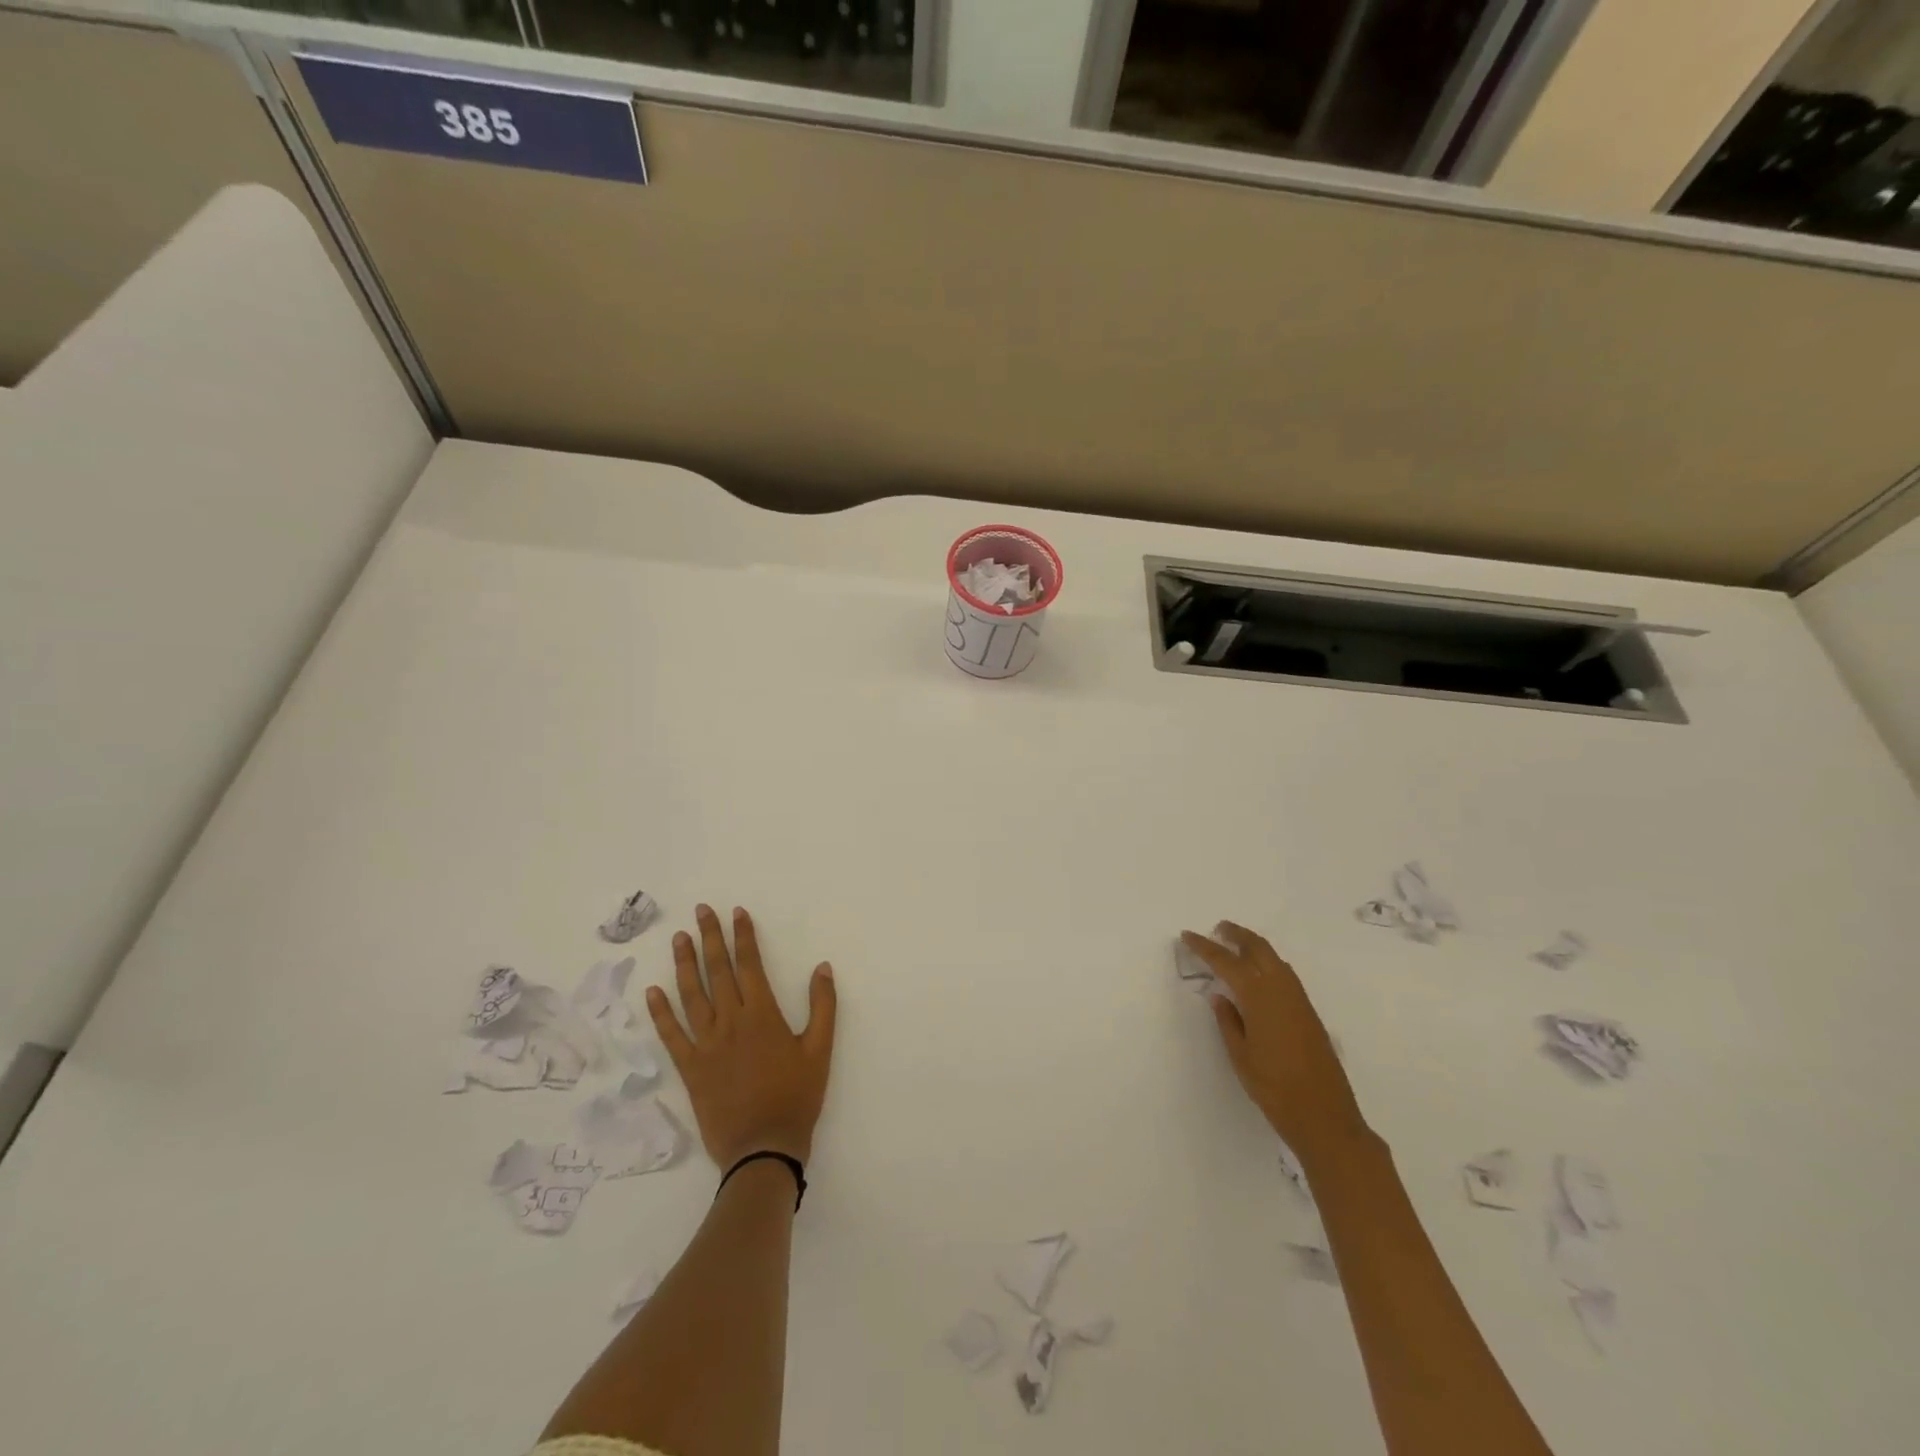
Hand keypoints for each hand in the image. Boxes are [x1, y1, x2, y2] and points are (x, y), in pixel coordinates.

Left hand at [647, 904, 837, 1169]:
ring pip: (691, 995)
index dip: (743, 936)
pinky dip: (660, 1013)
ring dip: (685, 964)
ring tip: (679, 938)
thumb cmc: (796, 1098)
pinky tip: (652, 991)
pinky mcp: (690, 1068)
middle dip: (710, 938)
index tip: (737, 912)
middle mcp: (731, 1022)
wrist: (763, 1149)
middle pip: (718, 971)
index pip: (750, 965)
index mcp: (763, 1016)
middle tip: (701, 911)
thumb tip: (822, 967)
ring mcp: (706, 1045)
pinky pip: (671, 1035)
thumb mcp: (820, 1051)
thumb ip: (823, 1006)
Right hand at [1180, 922, 1368, 1164]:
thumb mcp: (1240, 1055)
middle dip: (1236, 934)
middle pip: (1257, 948)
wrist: (1325, 1117)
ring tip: (1235, 946)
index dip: (1205, 947)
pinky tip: (1259, 974)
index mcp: (1259, 997)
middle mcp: (1281, 990)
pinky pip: (1285, 974)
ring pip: (1274, 958)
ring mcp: (1299, 1000)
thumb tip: (1219, 996)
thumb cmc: (1274, 1088)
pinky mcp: (1309, 1012)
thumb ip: (1228, 1021)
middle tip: (1217, 928)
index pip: (1226, 962)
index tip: (1187, 936)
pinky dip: (1268, 962)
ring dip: (1254, 946)